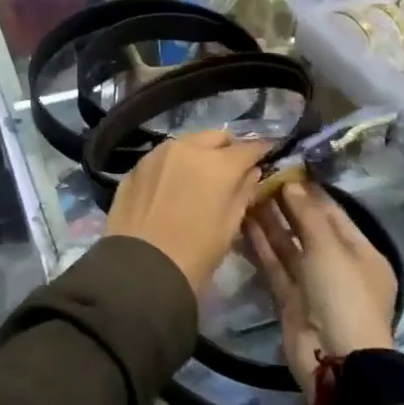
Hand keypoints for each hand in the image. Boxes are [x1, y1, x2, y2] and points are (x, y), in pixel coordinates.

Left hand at [106, 131, 271, 292]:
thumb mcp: (230, 226)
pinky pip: (164, 156)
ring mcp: (158, 153)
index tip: (266, 155)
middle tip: (232, 168)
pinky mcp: (137, 165)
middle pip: (217, 137)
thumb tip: (251, 173)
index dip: (260, 151)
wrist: (141, 267)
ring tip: (200, 176)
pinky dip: (175, 164)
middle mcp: (188, 147)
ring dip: (199, 153)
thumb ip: (244, 192)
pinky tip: (173, 185)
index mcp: (218, 163)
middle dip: (228, 148)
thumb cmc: (195, 252)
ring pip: (188, 142)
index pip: (248, 147)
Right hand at [245, 182, 398, 400]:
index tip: (283, 168)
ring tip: (245, 193)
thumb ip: (307, 214)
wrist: (335, 360)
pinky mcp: (289, 299)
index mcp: (361, 252)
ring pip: (288, 246)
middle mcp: (338, 265)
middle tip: (258, 177)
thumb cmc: (343, 295)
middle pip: (308, 228)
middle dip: (286, 204)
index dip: (309, 190)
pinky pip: (274, 266)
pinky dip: (260, 246)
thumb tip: (291, 183)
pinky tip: (242, 222)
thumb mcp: (330, 248)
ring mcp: (313, 283)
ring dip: (269, 222)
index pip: (333, 212)